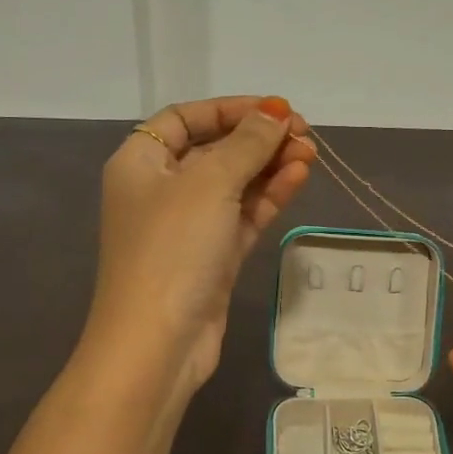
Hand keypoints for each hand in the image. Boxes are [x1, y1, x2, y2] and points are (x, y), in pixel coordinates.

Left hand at [85, 96, 316, 396]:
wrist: (157, 343)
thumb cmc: (173, 248)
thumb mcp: (210, 183)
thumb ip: (247, 143)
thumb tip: (276, 112)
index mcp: (141, 162)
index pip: (186, 118)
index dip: (230, 109)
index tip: (275, 109)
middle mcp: (161, 189)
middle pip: (215, 149)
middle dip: (259, 139)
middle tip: (306, 135)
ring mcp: (188, 226)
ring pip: (235, 184)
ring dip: (271, 166)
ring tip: (312, 154)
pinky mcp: (212, 256)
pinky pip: (243, 215)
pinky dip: (269, 196)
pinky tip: (299, 178)